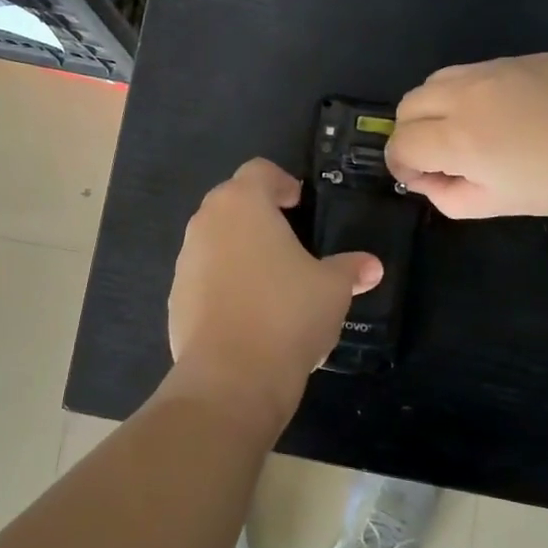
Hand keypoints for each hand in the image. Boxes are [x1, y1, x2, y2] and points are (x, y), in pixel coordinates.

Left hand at [168, 159, 381, 421]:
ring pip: (214, 240)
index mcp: (242, 203)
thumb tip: (372, 266)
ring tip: (271, 279)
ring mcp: (185, 260)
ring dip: (239, 249)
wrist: (230, 376)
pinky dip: (224, 283)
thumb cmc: (287, 313)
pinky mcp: (175, 297)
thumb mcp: (332, 288)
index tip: (299, 203)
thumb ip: (350, 269)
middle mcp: (206, 222)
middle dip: (259, 215)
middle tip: (290, 238)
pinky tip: (249, 313)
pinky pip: (204, 277)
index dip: (282, 182)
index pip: (259, 171)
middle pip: (232, 202)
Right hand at [386, 53, 547, 218]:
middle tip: (441, 158)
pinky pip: (470, 72)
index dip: (402, 165)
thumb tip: (431, 180)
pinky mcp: (518, 57)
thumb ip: (453, 197)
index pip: (401, 143)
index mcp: (458, 137)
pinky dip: (464, 93)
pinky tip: (502, 113)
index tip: (425, 180)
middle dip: (412, 133)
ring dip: (434, 108)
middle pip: (408, 106)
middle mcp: (464, 95)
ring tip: (467, 132)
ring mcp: (491, 69)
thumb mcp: (506, 204)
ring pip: (434, 81)